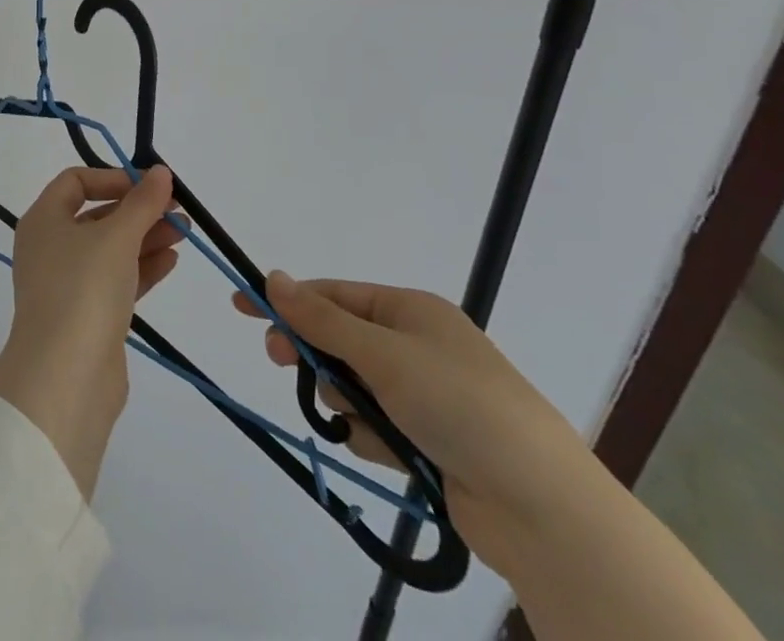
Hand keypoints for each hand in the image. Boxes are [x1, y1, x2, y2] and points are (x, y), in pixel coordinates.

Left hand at [0, 165, 181, 497]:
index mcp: (43, 220)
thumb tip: (159, 171)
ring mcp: (67, 284)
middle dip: (138, 210)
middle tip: (179, 211)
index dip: (113, 178)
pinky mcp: (87, 316)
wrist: (65, 378)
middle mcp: (50, 247)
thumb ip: (142, 202)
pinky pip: (117, 280)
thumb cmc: (83, 289)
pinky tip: (172, 260)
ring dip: (146, 237)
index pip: (75, 182)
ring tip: (186, 232)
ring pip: (111, 249)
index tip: (149, 186)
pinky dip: (142, 267)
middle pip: (97, 216)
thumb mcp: (116, 236)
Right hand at [232, 274, 599, 579]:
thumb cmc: (457, 403)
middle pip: (340, 339)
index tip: (241, 308)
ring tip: (367, 424)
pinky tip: (392, 453)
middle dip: (314, 354)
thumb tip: (272, 277)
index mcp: (409, 310)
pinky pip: (377, 425)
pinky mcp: (430, 440)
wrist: (541, 507)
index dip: (287, 300)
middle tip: (280, 362)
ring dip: (346, 401)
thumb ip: (321, 319)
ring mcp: (425, 394)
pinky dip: (373, 436)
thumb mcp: (382, 353)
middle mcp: (416, 345)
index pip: (332, 295)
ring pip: (354, 386)